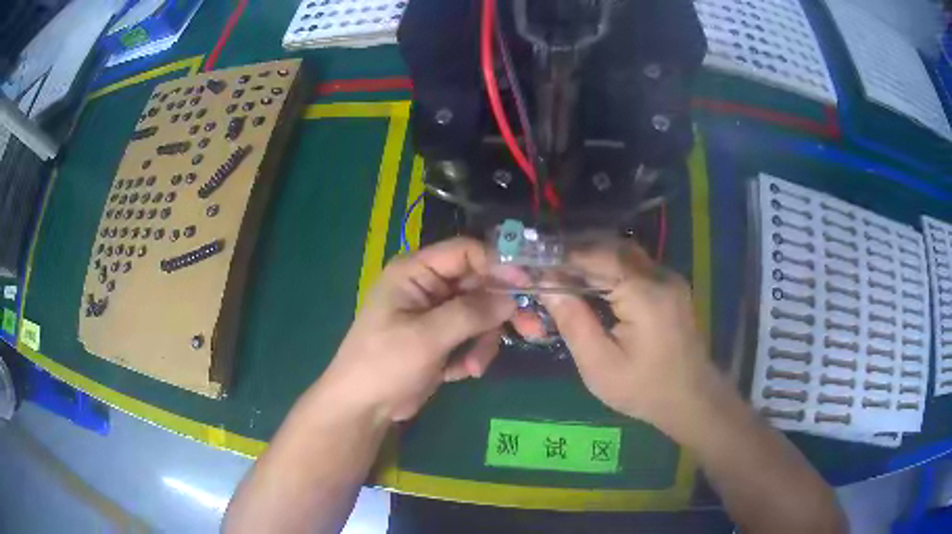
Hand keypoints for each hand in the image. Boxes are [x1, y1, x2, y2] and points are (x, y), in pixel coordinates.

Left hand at [317, 237, 516, 421]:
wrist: (364, 406)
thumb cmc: (384, 364)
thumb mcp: (426, 337)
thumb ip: (470, 313)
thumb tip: (511, 297)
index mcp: (415, 271)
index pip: (465, 252)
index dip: (498, 265)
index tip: (528, 285)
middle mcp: (428, 286)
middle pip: (479, 284)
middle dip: (501, 311)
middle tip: (532, 330)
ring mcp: (436, 313)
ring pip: (481, 313)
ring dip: (484, 341)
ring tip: (473, 367)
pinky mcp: (442, 337)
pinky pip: (473, 335)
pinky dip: (473, 353)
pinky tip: (460, 373)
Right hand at [541, 241, 718, 434]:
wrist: (691, 399)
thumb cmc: (643, 389)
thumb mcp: (599, 365)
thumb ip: (573, 322)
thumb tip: (547, 285)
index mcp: (645, 294)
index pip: (598, 256)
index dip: (563, 256)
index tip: (534, 262)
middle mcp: (661, 276)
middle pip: (612, 248)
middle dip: (577, 253)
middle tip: (545, 265)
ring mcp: (669, 279)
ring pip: (624, 254)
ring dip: (593, 259)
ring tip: (562, 273)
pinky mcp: (671, 287)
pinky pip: (635, 267)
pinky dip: (610, 268)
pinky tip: (592, 284)